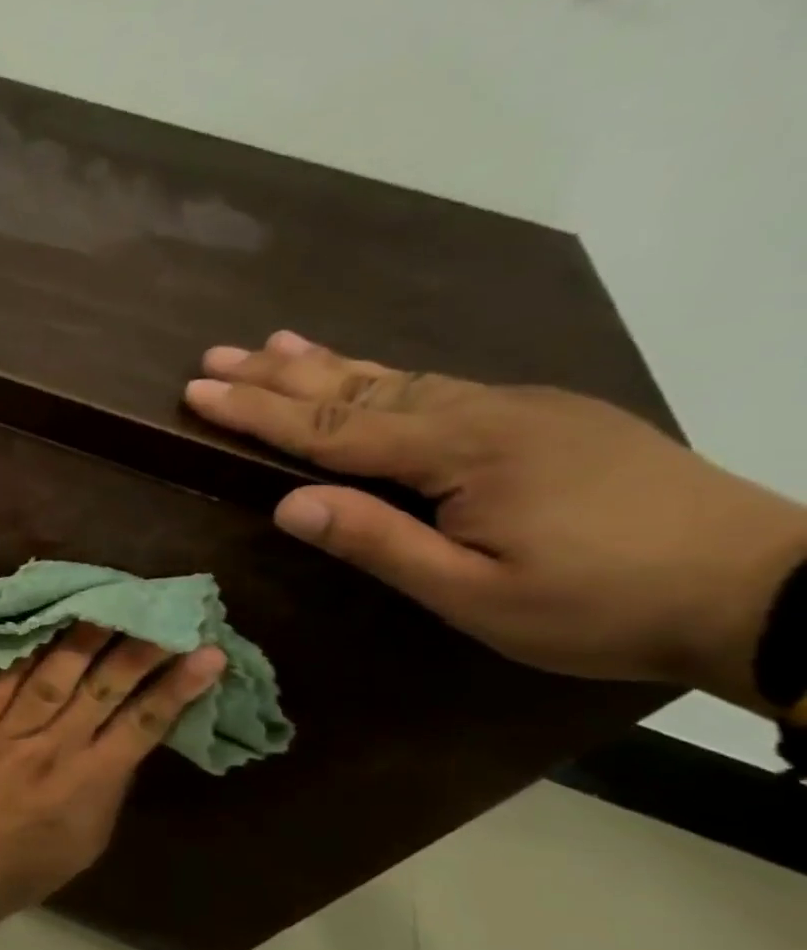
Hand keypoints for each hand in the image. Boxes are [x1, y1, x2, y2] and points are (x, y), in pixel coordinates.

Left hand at [0, 623, 224, 918]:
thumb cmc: (26, 863)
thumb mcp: (88, 838)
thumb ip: (109, 785)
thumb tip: (124, 737)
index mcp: (90, 782)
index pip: (143, 724)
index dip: (177, 687)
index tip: (207, 653)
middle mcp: (52, 749)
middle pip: (101, 689)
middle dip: (137, 649)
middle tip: (160, 612)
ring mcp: (5, 732)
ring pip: (51, 676)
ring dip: (81, 638)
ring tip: (103, 604)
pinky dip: (22, 654)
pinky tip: (39, 626)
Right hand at [185, 332, 806, 710]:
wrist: (763, 587)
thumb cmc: (598, 606)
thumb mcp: (472, 594)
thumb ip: (378, 543)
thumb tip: (289, 504)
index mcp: (462, 453)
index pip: (332, 429)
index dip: (259, 411)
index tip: (198, 392)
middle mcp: (484, 412)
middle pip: (358, 389)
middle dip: (279, 374)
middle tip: (215, 356)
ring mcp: (519, 408)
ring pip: (399, 379)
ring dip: (327, 364)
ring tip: (272, 344)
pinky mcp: (545, 417)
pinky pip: (439, 386)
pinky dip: (383, 375)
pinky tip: (367, 374)